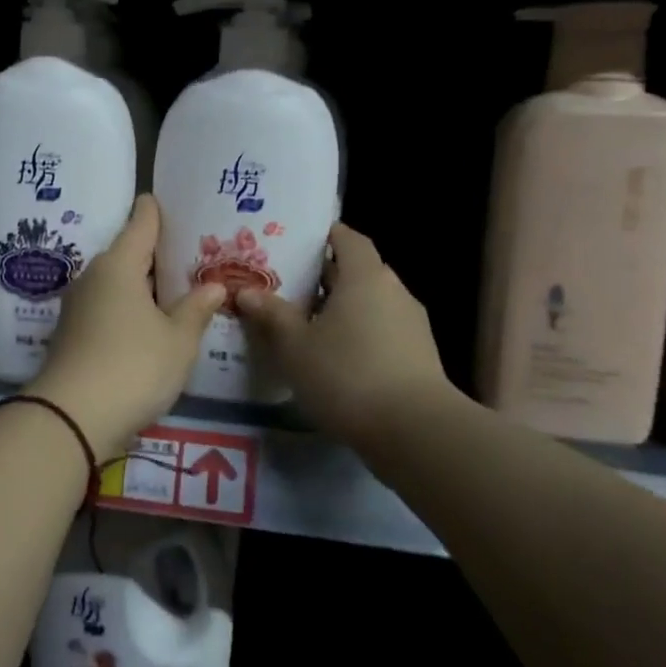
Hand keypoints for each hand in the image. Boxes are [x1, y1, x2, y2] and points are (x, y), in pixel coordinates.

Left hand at [27, 196, 225, 454]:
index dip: (155, 210)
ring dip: (143, 285)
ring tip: (176, 288)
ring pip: (117, 283)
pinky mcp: (72, 333)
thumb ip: (196, 309)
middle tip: (191, 253)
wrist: (71, 418)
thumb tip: (214, 286)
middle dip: (156, 253)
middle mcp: (94, 277)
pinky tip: (150, 323)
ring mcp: (78, 306)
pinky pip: (108, 307)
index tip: (167, 199)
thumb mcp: (177, 341)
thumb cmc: (133, 366)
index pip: (140, 223)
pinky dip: (129, 308)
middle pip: (128, 253)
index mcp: (119, 265)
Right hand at [237, 224, 460, 446]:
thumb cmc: (347, 374)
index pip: (348, 238)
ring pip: (369, 304)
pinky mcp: (418, 356)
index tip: (297, 241)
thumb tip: (247, 292)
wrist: (414, 431)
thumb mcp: (295, 346)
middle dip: (324, 276)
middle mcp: (393, 291)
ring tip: (305, 324)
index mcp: (365, 276)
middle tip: (287, 285)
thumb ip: (272, 315)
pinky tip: (333, 358)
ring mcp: (411, 325)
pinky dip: (358, 335)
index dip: (325, 235)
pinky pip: (381, 332)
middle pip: (358, 271)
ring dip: (341, 309)